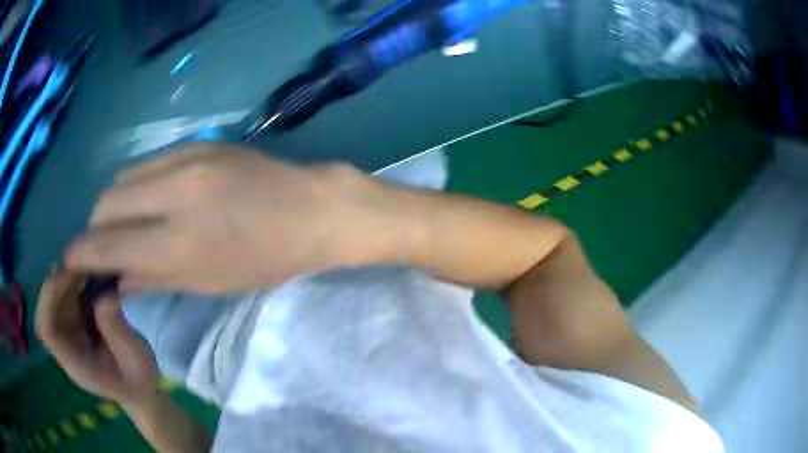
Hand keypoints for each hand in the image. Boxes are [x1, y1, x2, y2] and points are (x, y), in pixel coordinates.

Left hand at [35, 270, 157, 404]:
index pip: (47, 330)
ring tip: (87, 265)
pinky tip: (88, 274)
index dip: (49, 299)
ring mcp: (67, 336)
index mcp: (75, 363)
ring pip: (53, 300)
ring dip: (65, 279)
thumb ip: (118, 331)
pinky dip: (72, 281)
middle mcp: (65, 347)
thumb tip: (105, 293)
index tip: (67, 275)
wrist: (139, 390)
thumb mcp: (136, 360)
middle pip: (46, 310)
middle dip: (58, 282)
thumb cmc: (139, 381)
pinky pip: (63, 297)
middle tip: (80, 264)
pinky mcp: (73, 325)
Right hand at [65, 145, 392, 293]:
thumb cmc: (265, 259)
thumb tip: (115, 278)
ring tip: (128, 223)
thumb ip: (153, 277)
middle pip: (105, 203)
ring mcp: (186, 159)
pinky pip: (148, 163)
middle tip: (105, 246)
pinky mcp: (198, 142)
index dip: (80, 254)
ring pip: (122, 178)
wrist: (311, 209)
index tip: (70, 261)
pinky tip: (151, 199)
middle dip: (95, 228)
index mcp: (177, 242)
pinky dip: (137, 185)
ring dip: (114, 204)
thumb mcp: (208, 283)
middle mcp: (173, 193)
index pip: (106, 245)